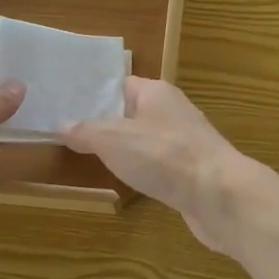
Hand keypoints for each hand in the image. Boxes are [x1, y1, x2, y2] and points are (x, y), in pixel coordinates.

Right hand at [57, 78, 253, 253]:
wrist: (218, 194)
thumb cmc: (163, 156)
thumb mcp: (112, 139)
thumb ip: (85, 131)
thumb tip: (61, 124)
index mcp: (156, 92)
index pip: (120, 84)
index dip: (94, 94)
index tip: (66, 105)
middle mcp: (172, 111)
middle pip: (132, 113)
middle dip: (105, 124)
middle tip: (70, 135)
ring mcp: (185, 142)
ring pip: (145, 140)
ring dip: (125, 150)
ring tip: (90, 158)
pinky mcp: (191, 171)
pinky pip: (158, 164)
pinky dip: (142, 170)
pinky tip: (127, 181)